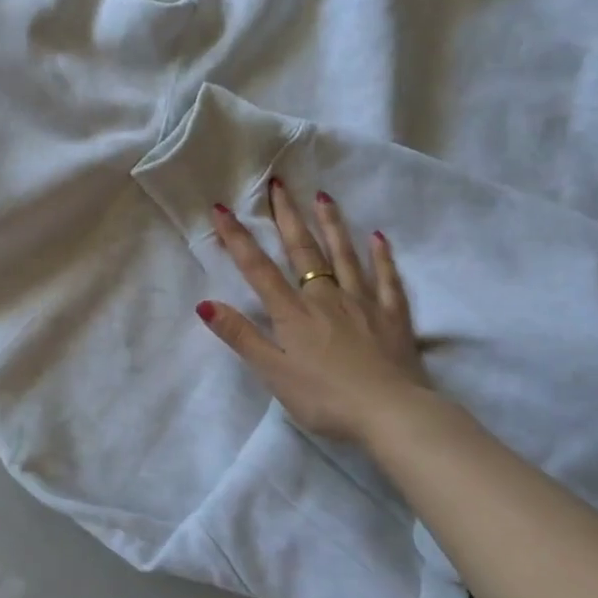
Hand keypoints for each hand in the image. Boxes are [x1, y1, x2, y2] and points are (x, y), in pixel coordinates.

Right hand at [199, 180, 437, 443]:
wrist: (391, 414)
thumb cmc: (326, 399)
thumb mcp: (274, 373)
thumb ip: (241, 336)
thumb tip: (205, 303)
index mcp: (294, 313)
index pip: (258, 268)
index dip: (238, 238)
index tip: (222, 208)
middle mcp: (326, 297)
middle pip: (303, 250)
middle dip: (287, 216)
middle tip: (279, 183)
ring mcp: (363, 303)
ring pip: (344, 255)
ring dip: (331, 224)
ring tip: (323, 196)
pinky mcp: (393, 316)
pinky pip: (386, 279)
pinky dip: (382, 257)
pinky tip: (379, 238)